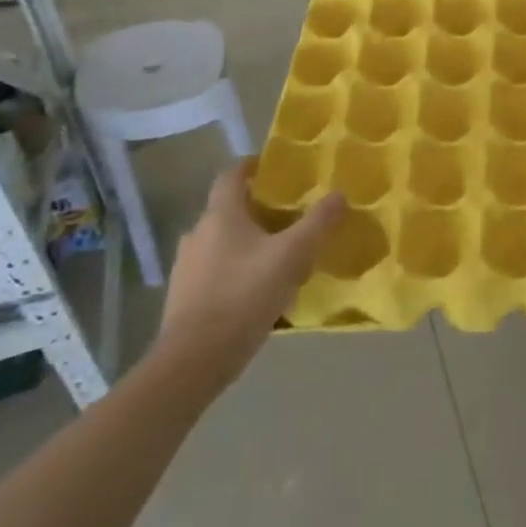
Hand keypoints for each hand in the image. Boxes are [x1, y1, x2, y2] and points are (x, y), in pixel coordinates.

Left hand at [158, 162, 344, 370]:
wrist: (194, 360)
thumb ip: (318, 223)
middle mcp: (198, 234)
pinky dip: (238, 271)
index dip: (252, 166)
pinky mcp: (185, 297)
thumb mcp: (292, 256)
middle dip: (259, 209)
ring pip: (223, 242)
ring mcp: (187, 267)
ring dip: (249, 243)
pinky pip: (217, 272)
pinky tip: (260, 291)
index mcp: (220, 215)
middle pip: (229, 210)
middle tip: (291, 216)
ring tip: (280, 256)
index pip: (231, 175)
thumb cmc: (244, 295)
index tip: (275, 168)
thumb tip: (339, 194)